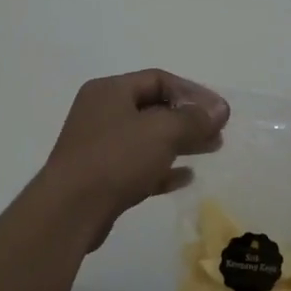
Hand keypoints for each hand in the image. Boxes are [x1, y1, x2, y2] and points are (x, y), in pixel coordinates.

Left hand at [40, 70, 228, 244]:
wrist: (70, 211)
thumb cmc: (116, 158)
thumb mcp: (162, 131)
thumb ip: (194, 118)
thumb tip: (220, 109)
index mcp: (110, 91)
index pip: (158, 79)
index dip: (193, 92)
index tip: (219, 111)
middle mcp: (101, 112)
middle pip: (154, 108)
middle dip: (189, 118)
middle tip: (218, 131)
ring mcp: (99, 146)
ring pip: (148, 138)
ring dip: (181, 142)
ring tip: (212, 149)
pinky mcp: (101, 177)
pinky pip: (139, 165)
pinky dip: (163, 167)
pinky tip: (186, 176)